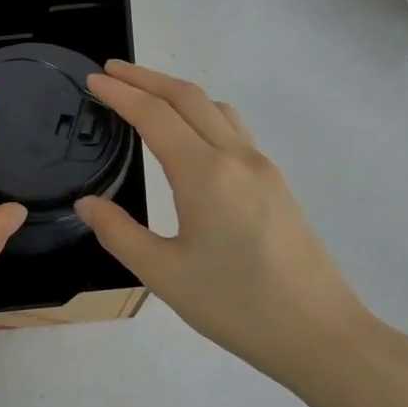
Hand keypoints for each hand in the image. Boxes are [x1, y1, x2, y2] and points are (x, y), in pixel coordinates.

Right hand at [75, 60, 379, 384]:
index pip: (154, 115)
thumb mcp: (163, 275)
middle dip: (146, 78)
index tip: (93, 80)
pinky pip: (233, 129)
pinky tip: (190, 135)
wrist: (319, 333)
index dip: (120, 93)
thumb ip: (119, 233)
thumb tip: (88, 204)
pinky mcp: (276, 184)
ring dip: (177, 92)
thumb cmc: (235, 305)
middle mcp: (236, 158)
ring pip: (215, 109)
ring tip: (146, 95)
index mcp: (204, 174)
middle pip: (188, 97)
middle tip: (110, 72)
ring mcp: (262, 168)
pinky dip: (201, 114)